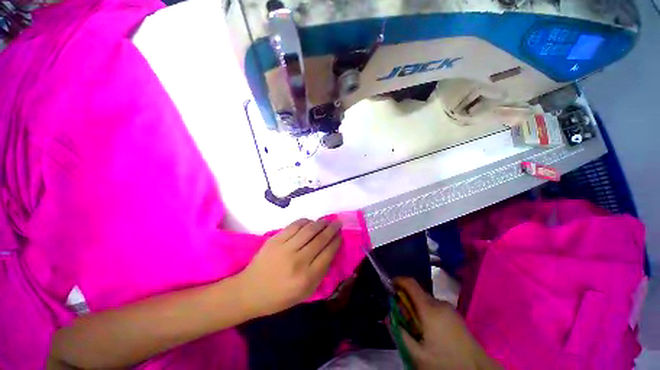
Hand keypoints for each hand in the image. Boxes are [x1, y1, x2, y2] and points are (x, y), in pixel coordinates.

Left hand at [238, 219, 342, 316]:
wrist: (249, 291)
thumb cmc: (279, 296)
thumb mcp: (305, 293)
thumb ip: (320, 273)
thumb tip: (331, 251)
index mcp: (307, 278)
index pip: (328, 254)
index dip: (336, 242)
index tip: (341, 235)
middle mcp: (298, 261)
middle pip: (320, 239)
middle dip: (332, 229)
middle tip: (338, 223)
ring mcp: (285, 248)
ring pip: (309, 230)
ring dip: (321, 223)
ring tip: (326, 221)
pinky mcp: (275, 239)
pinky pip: (294, 226)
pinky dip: (305, 221)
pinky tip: (310, 221)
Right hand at [395, 278, 500, 369]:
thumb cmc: (446, 363)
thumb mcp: (418, 355)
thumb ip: (400, 334)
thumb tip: (389, 317)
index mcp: (430, 309)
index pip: (410, 283)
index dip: (398, 281)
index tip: (389, 286)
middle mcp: (440, 304)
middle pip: (417, 293)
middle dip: (406, 300)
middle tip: (401, 316)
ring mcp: (450, 309)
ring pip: (426, 301)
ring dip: (417, 308)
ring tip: (415, 328)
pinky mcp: (456, 316)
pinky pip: (436, 307)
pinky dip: (427, 312)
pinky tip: (429, 331)